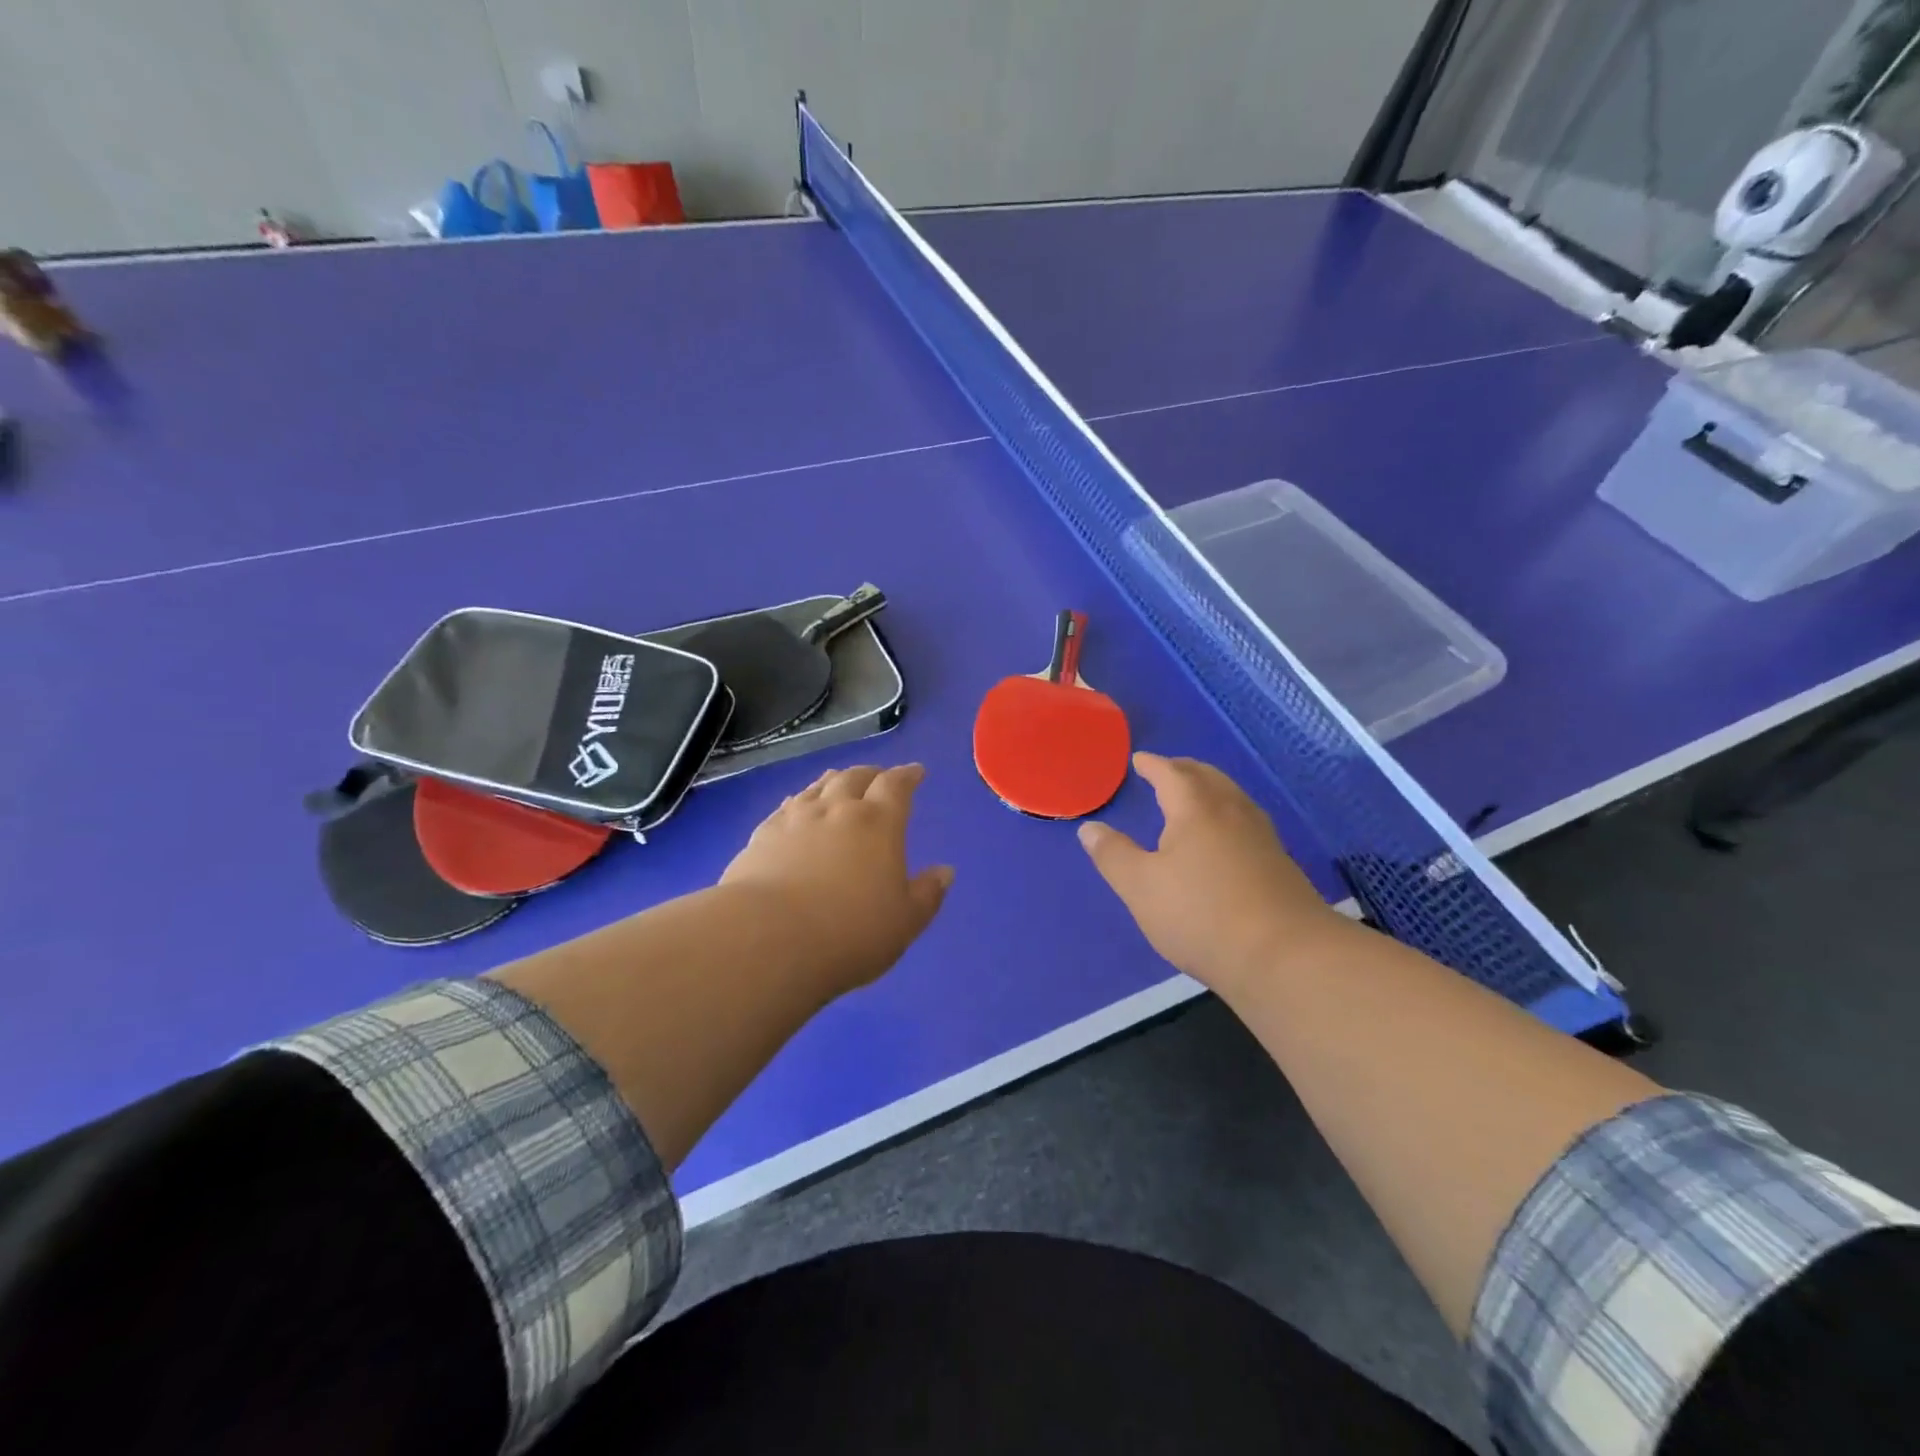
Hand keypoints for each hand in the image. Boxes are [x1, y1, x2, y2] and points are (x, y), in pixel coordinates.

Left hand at [721, 764, 953, 996]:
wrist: (768, 939)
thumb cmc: (850, 933)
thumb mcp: (904, 922)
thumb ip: (927, 894)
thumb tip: (945, 871)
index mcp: (879, 823)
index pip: (896, 786)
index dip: (907, 775)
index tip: (915, 771)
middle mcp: (838, 810)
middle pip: (855, 777)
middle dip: (871, 774)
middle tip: (878, 777)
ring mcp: (796, 819)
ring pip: (819, 787)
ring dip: (834, 780)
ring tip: (839, 781)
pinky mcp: (763, 835)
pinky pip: (787, 806)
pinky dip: (800, 800)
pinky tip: (796, 805)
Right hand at [1077, 752, 1348, 992]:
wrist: (1285, 956)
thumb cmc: (1201, 914)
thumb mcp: (1140, 887)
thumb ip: (1113, 855)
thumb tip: (1090, 828)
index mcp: (1196, 808)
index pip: (1171, 774)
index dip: (1152, 765)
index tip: (1139, 760)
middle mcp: (1232, 811)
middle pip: (1207, 777)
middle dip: (1184, 770)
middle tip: (1166, 771)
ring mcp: (1262, 837)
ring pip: (1232, 797)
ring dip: (1209, 789)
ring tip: (1193, 798)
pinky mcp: (1279, 864)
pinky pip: (1246, 821)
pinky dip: (1226, 814)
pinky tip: (1224, 838)